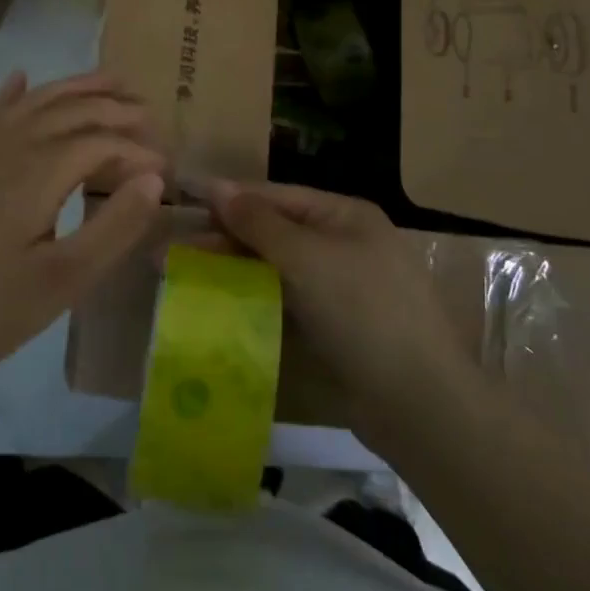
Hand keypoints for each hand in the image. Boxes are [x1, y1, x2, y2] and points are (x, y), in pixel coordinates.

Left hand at [0, 71, 166, 393]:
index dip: (140, 153)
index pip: (102, 143)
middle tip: (153, 118)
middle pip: (71, 110)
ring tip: (111, 81)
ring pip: (35, 103)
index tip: (168, 174)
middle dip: (116, 108)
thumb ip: (114, 226)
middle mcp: (9, 147)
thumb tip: (154, 179)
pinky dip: (15, 94)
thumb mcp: (61, 282)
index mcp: (38, 171)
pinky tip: (22, 79)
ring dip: (75, 88)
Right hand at [204, 180, 466, 425]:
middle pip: (273, 232)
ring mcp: (340, 287)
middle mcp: (343, 243)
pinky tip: (220, 304)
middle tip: (171, 252)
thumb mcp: (307, 258)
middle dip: (224, 240)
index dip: (229, 199)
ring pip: (275, 268)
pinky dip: (253, 298)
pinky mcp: (333, 326)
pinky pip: (284, 300)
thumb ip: (258, 223)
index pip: (276, 196)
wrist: (418, 403)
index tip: (182, 203)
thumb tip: (217, 187)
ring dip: (232, 270)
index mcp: (345, 216)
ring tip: (184, 276)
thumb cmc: (363, 312)